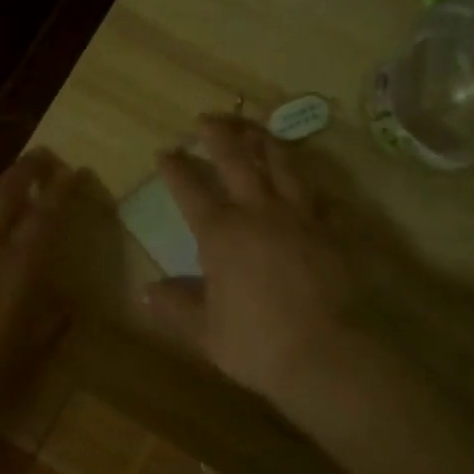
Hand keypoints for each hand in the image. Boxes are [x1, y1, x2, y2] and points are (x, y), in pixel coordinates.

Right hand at [144, 115, 369, 409]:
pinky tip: (305, 180)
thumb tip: (145, 292)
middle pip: (236, 160)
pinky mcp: (329, 230)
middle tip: (207, 119)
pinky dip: (307, 182)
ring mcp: (298, 217)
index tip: (165, 151)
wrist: (326, 354)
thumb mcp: (205, 330)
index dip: (176, 168)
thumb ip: (175, 306)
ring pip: (281, 165)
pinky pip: (317, 195)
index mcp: (221, 233)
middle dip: (219, 135)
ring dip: (264, 142)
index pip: (191, 190)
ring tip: (254, 128)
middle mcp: (258, 213)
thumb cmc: (256, 343)